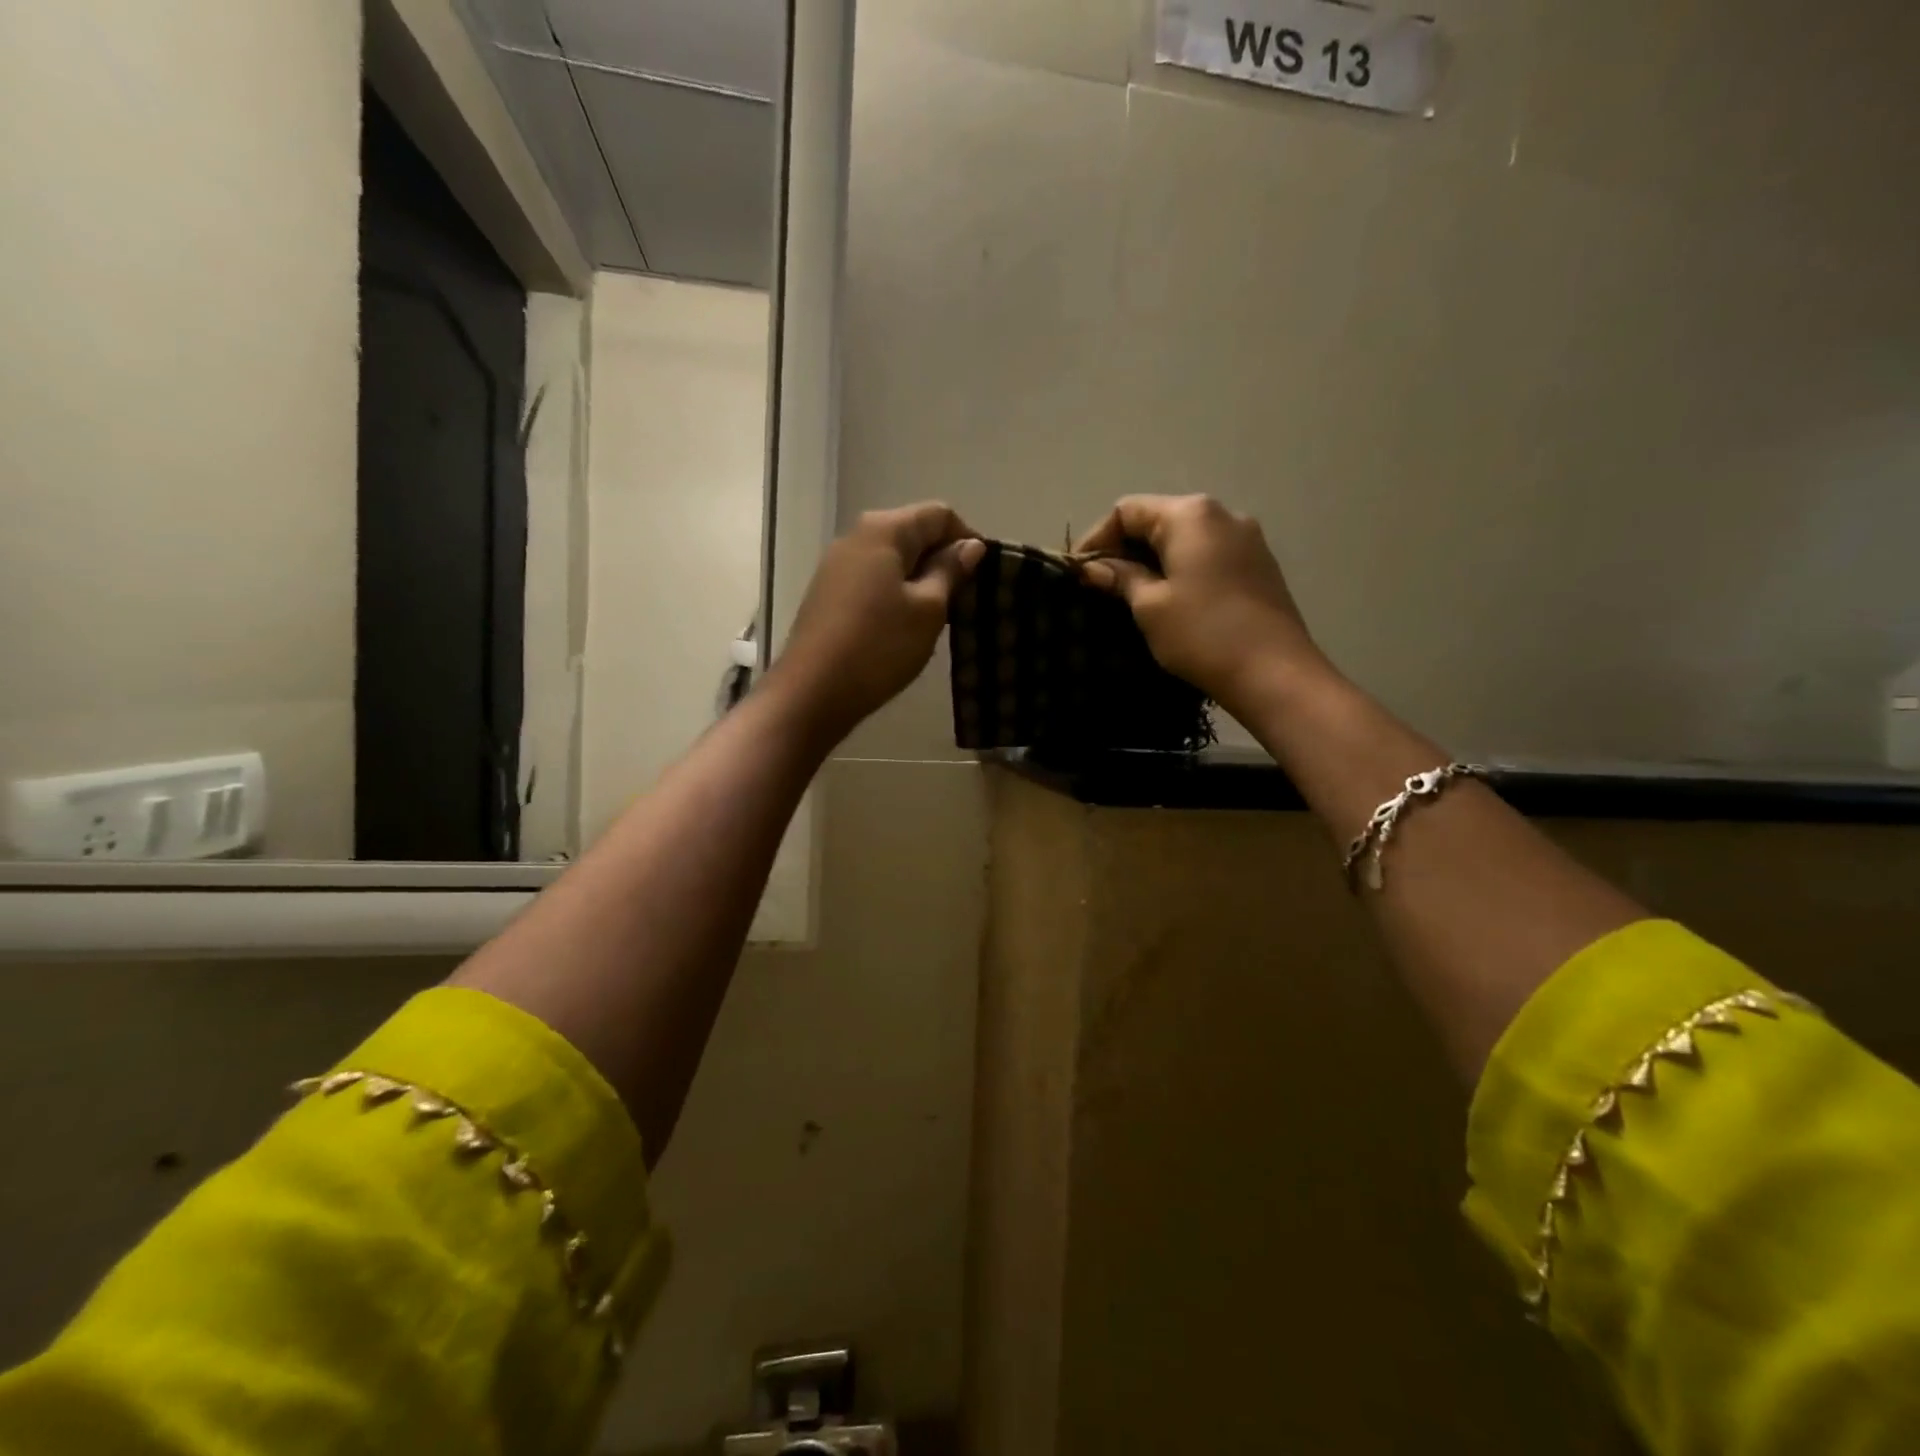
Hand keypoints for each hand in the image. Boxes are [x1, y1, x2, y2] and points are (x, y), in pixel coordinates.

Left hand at [766, 502, 984, 747]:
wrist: (812, 691)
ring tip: (938, 617)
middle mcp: (857, 536)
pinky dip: (896, 593)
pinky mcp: (828, 592)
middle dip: (943, 559)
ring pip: (893, 558)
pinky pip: (873, 579)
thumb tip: (971, 546)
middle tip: (964, 599)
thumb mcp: (928, 609)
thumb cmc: (879, 646)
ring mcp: (837, 564)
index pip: (939, 514)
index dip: (967, 538)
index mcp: (884, 529)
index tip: (984, 575)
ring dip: (920, 579)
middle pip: (913, 532)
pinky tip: (904, 626)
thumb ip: (950, 571)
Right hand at [1075, 494, 1331, 714]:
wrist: (1275, 673)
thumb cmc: (1203, 634)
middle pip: (1157, 519)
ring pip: (1183, 539)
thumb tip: (1092, 568)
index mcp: (1191, 515)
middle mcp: (1222, 514)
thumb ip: (1120, 577)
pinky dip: (1181, 569)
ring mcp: (1246, 538)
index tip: (1079, 574)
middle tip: (1101, 587)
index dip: (1096, 539)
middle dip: (1124, 549)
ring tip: (1131, 596)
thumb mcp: (1150, 606)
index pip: (1127, 510)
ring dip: (1152, 561)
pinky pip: (1207, 555)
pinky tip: (1170, 600)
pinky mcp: (1258, 565)